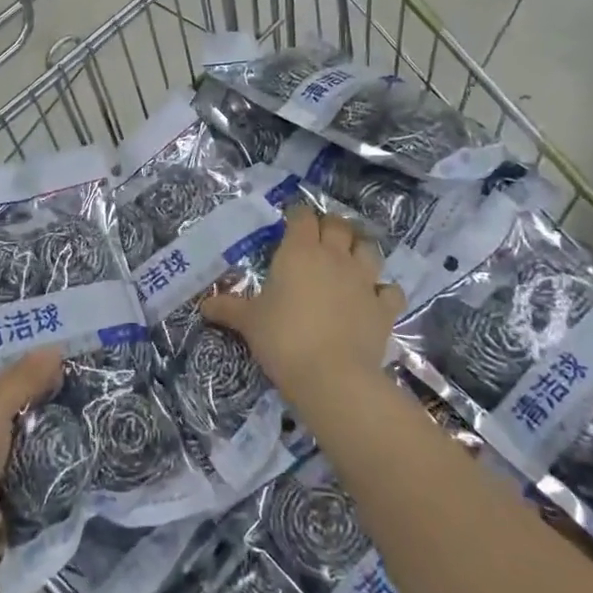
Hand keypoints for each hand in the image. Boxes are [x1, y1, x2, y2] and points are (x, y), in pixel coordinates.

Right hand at [201, 203, 404, 414]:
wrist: (331, 376)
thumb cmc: (282, 338)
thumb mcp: (248, 322)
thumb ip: (227, 308)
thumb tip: (203, 306)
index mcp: (299, 251)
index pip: (302, 216)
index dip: (297, 216)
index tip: (290, 222)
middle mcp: (334, 256)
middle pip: (338, 224)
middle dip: (330, 225)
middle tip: (319, 237)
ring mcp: (364, 280)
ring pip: (369, 248)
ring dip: (359, 248)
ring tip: (350, 257)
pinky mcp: (384, 307)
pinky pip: (390, 289)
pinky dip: (383, 290)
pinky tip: (374, 297)